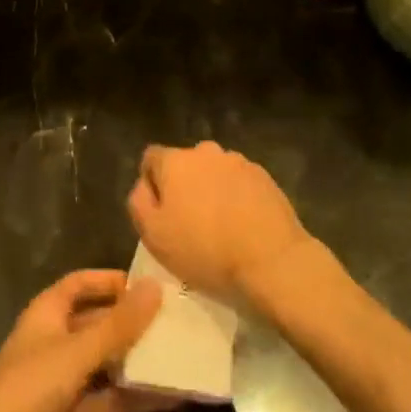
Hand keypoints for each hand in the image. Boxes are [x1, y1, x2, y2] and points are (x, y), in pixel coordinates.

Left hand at [0, 270, 167, 411]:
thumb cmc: (27, 390)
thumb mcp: (76, 352)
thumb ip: (118, 324)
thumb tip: (156, 287)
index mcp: (48, 313)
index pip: (81, 283)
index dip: (110, 280)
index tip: (149, 285)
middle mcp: (56, 340)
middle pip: (98, 322)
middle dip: (132, 322)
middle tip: (177, 323)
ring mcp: (63, 379)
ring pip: (106, 362)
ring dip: (137, 361)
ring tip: (181, 358)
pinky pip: (107, 398)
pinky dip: (132, 397)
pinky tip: (168, 399)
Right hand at [128, 141, 310, 299]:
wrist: (272, 260)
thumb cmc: (204, 250)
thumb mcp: (154, 235)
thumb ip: (138, 202)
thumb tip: (144, 185)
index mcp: (175, 161)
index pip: (151, 158)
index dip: (151, 184)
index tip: (160, 213)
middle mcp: (205, 151)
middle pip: (185, 165)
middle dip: (184, 186)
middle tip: (189, 223)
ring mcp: (238, 161)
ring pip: (214, 173)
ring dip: (211, 191)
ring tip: (220, 226)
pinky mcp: (264, 176)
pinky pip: (239, 183)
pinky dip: (236, 197)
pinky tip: (243, 225)